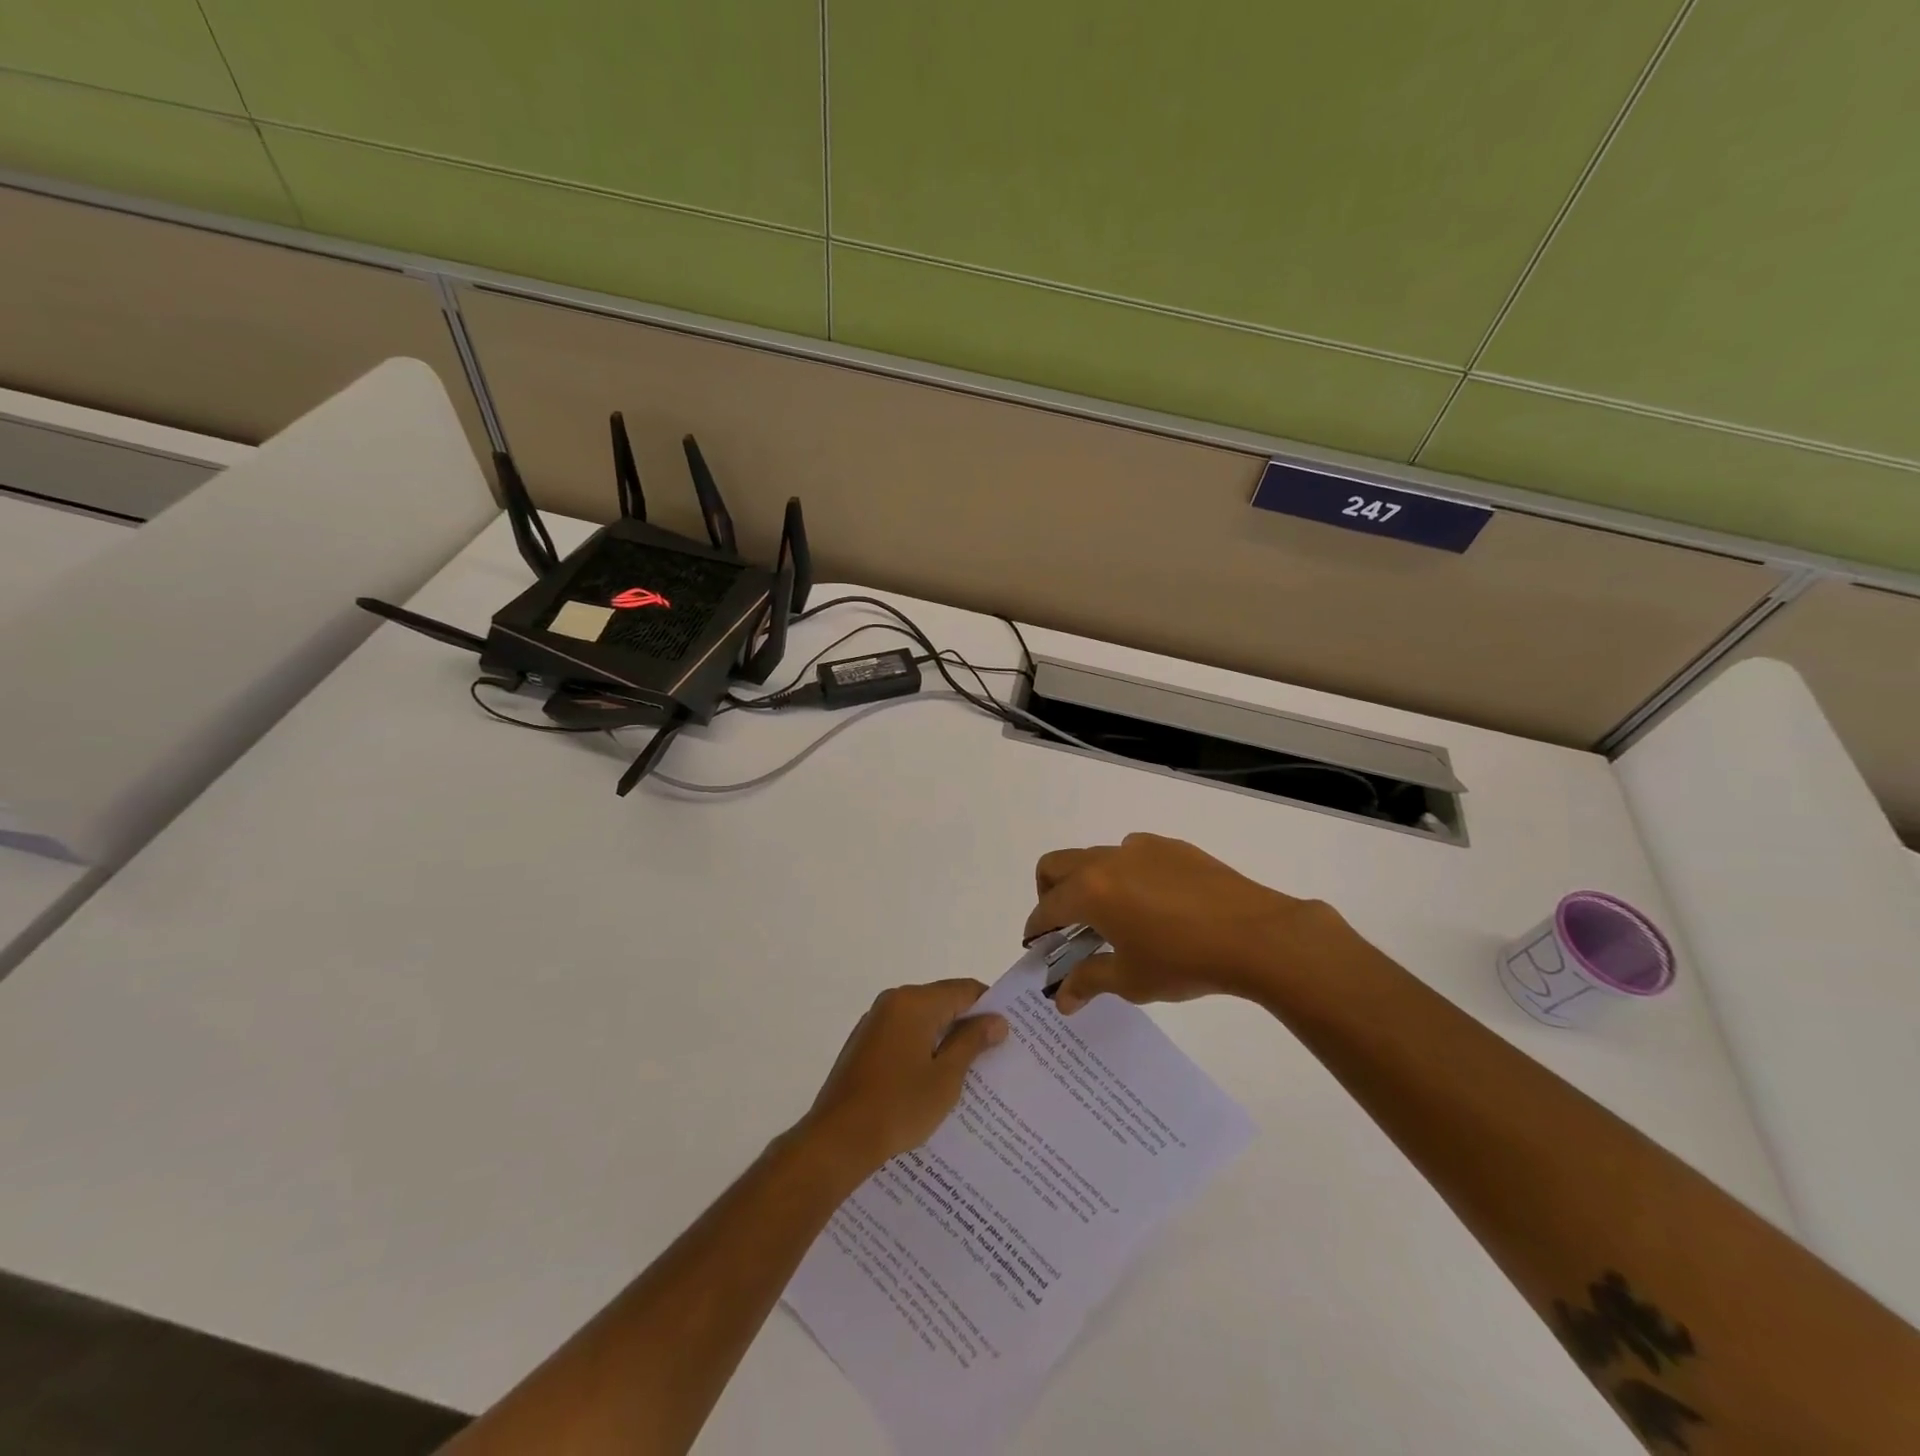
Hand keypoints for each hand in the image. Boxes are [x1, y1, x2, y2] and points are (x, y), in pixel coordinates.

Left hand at [796, 979, 1007, 1176]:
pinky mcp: (864, 1044)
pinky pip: (903, 1035)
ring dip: (944, 1039)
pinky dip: (922, 1049)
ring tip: (969, 1071)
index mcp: (914, 1002)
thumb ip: (972, 1042)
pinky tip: (933, 1080)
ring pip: (922, 1020)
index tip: (1009, 1032)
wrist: (837, 1140)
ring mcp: (874, 1022)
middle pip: (942, 1001)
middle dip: (968, 1024)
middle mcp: (893, 1002)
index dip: (989, 1007)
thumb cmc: (898, 1106)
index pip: (964, 990)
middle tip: (995, 1054)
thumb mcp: (946, 1077)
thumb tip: (996, 1020)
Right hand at [1024, 832, 1352, 1013]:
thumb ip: (1089, 981)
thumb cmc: (1185, 962)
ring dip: (1088, 884)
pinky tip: (1153, 908)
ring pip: (1096, 857)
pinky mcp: (1172, 847)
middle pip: (1056, 865)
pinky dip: (1125, 877)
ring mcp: (1141, 848)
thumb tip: (1062, 997)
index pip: (1046, 908)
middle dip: (1049, 895)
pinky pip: (1133, 856)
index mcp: (1090, 890)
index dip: (1036, 930)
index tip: (1038, 949)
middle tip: (1065, 928)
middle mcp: (1108, 859)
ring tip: (1113, 920)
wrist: (1257, 935)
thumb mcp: (1131, 980)